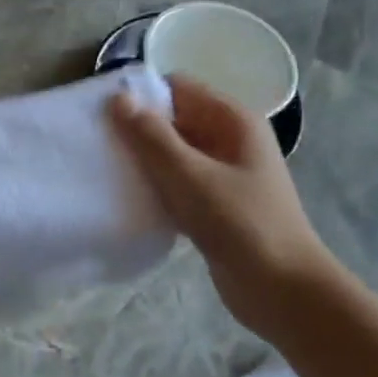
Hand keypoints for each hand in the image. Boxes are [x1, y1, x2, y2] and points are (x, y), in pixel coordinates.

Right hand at [111, 75, 336, 338]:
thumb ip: (150, 136)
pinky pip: (177, 181)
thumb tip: (118, 98)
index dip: (141, 95)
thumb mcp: (188, 175)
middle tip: (96, 143)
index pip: (178, 88)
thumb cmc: (239, 223)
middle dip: (137, 129)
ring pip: (172, 153)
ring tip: (106, 169)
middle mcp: (230, 139)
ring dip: (143, 160)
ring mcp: (224, 173)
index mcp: (232, 121)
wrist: (281, 288)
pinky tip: (129, 197)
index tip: (102, 113)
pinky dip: (154, 185)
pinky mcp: (214, 203)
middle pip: (174, 118)